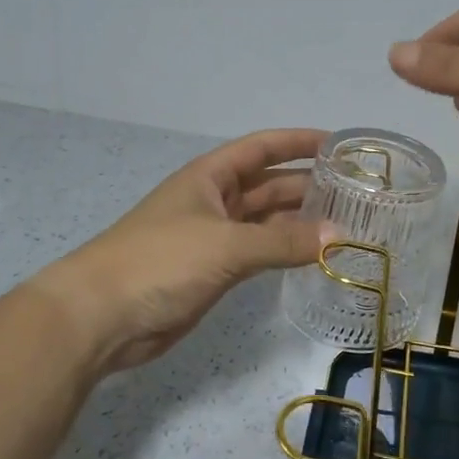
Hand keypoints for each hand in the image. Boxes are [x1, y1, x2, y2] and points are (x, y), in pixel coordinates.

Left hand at [41, 129, 332, 373]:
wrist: (102, 316)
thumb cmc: (160, 261)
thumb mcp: (226, 244)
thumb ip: (283, 240)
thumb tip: (339, 235)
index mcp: (210, 176)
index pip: (262, 148)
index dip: (298, 142)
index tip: (340, 145)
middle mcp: (214, 200)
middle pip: (268, 184)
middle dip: (307, 186)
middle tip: (356, 194)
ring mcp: (213, 237)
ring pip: (265, 221)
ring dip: (300, 221)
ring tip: (347, 224)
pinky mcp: (212, 271)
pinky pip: (258, 252)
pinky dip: (284, 251)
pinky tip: (313, 255)